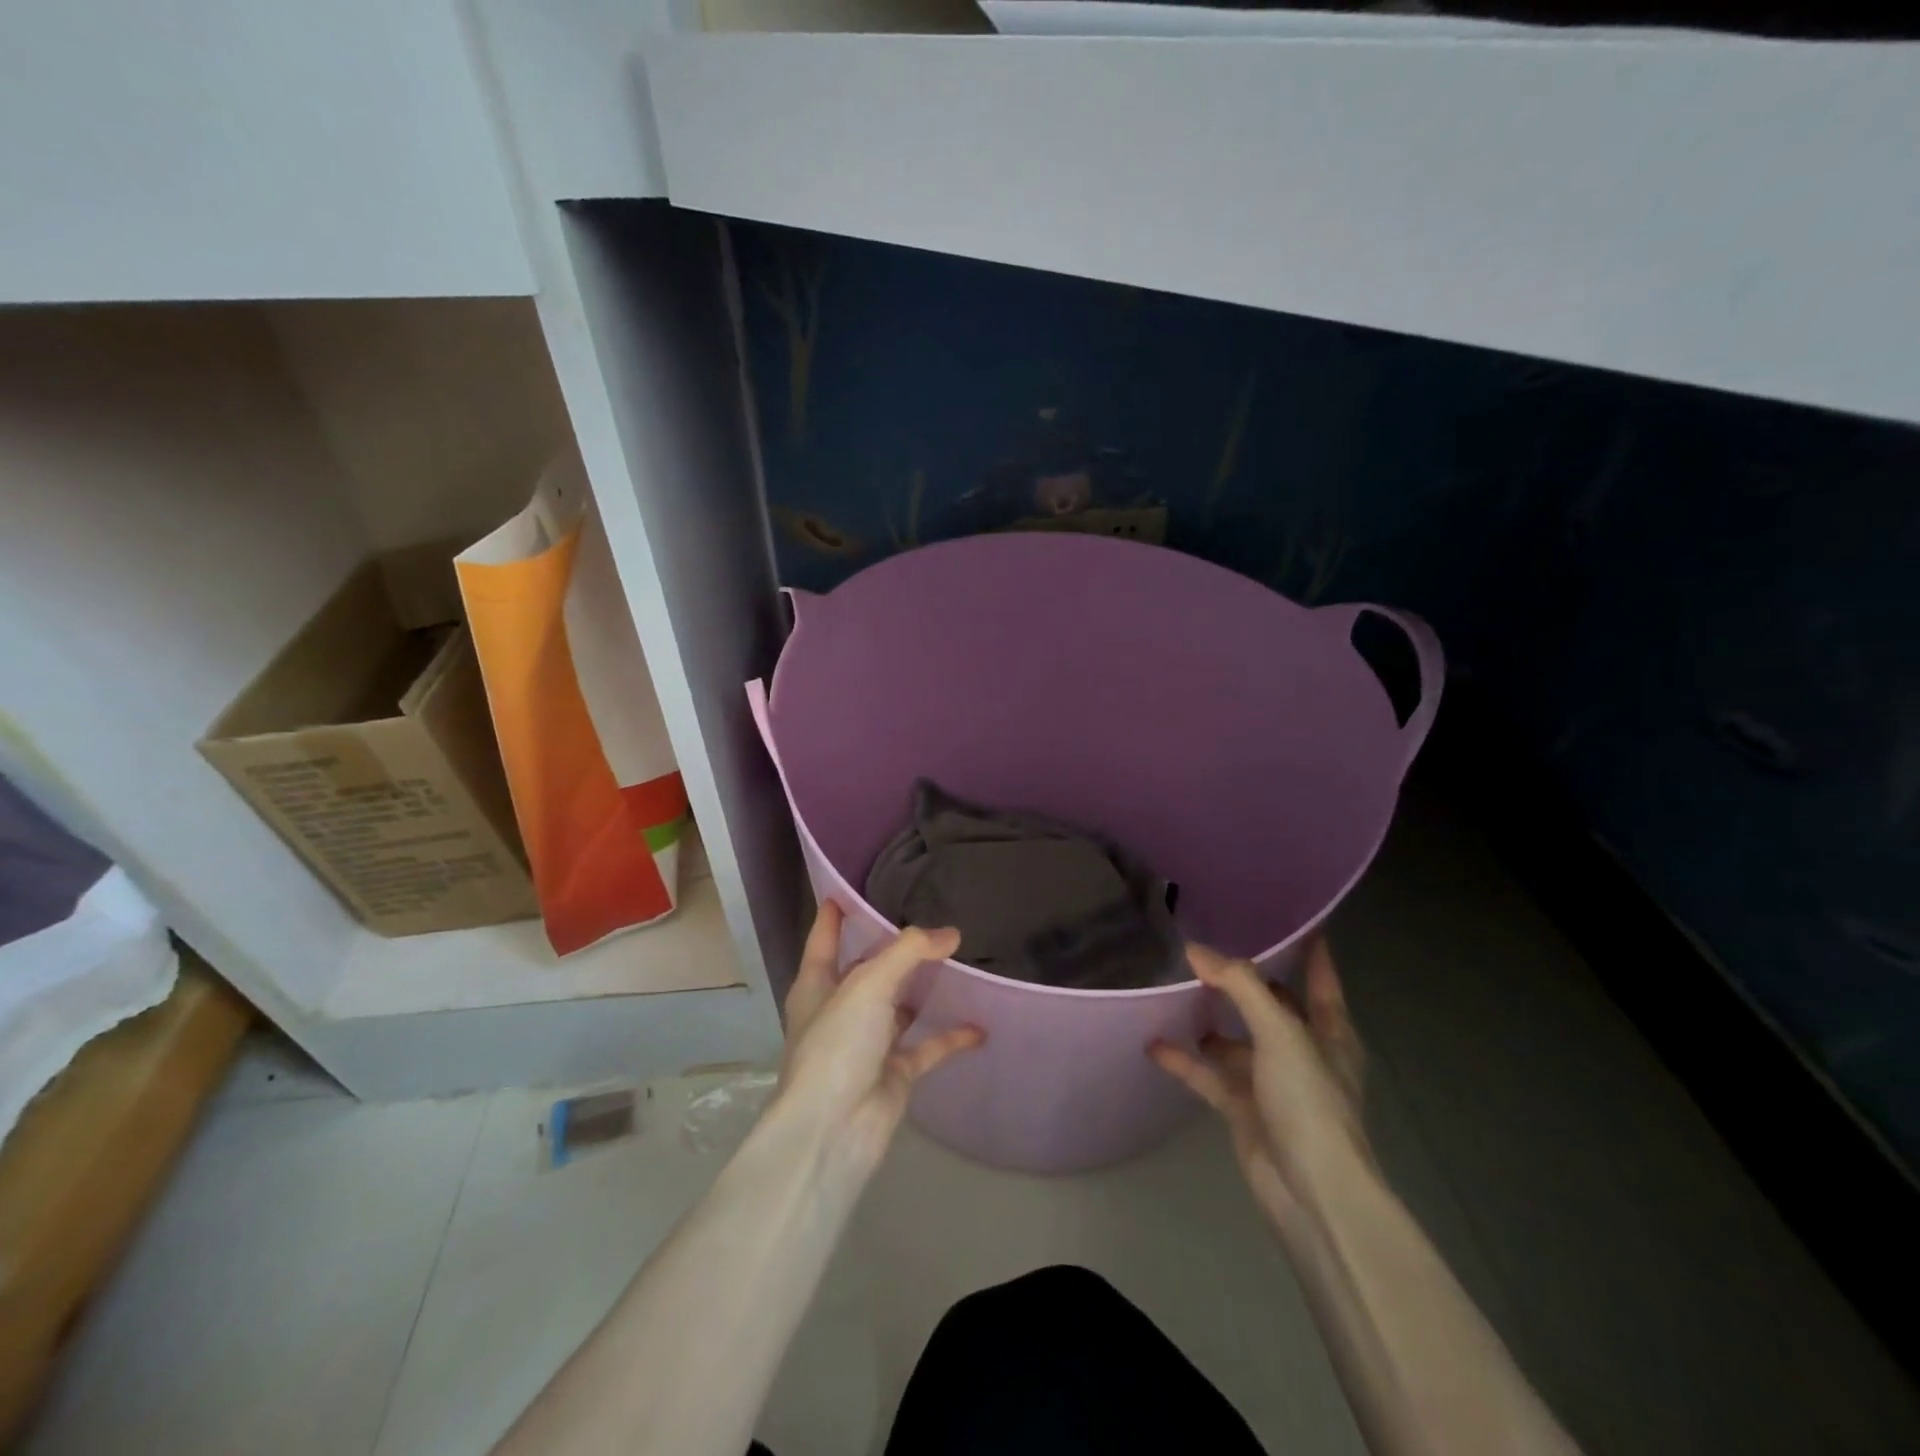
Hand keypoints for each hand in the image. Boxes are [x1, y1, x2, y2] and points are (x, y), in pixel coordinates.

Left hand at [771, 900, 985, 1178]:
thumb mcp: (868, 985)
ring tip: (958, 960)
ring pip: (900, 1006)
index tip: (848, 888)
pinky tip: (979, 1025)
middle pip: (869, 969)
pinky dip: (951, 1036)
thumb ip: (909, 952)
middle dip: (893, 948)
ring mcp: (868, 1042)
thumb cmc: (837, 1046)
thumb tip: (951, 934)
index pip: (824, 938)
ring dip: (924, 989)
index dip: (834, 914)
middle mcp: (841, 1009)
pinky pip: (927, 1046)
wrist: (833, 1132)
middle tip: (929, 919)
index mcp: (817, 984)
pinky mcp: (894, 1072)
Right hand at [1151, 939, 1368, 1228]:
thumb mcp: (1280, 1032)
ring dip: (1209, 1020)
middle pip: (1271, 1006)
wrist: (1311, 1192)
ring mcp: (1270, 1082)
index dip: (1311, 950)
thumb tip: (1195, 950)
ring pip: (1234, 1040)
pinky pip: (1208, 1075)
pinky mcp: (1242, 1108)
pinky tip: (1154, 1043)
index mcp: (1329, 1032)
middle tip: (1207, 949)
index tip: (1294, 919)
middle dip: (1244, 982)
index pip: (1321, 979)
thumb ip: (1239, 986)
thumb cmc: (1310, 1101)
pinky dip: (1184, 1059)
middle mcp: (1301, 1052)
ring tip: (1173, 990)